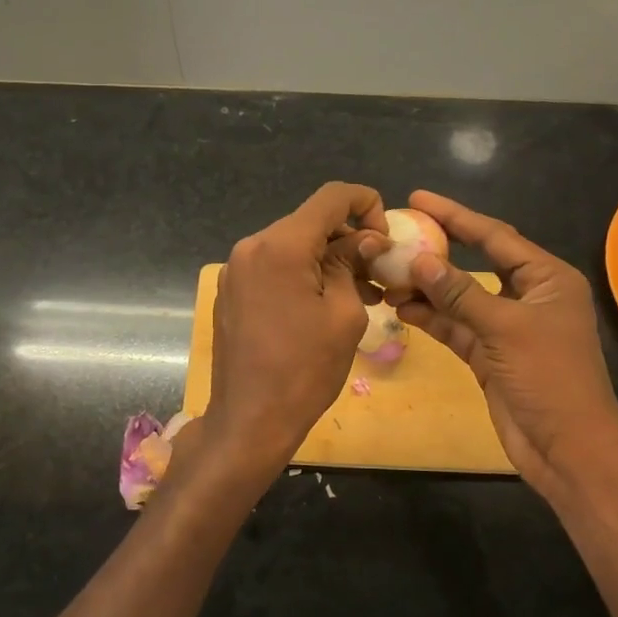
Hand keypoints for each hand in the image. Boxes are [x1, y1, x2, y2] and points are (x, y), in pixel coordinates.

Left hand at [207, 182, 388, 473]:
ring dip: (327, 260)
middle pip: (310, 223)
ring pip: (292, 247)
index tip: (386, 235)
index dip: (367, 203)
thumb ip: (353, 264)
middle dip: (349, 239)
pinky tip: (326, 304)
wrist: (250, 419)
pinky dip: (303, 275)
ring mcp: (236, 270)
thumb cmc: (305, 369)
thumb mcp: (344, 314)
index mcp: (280, 245)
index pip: (331, 197)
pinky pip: (274, 269)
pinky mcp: (232, 292)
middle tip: (379, 272)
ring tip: (362, 293)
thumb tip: (365, 239)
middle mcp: (252, 247)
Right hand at [389, 190, 617, 500]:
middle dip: (436, 252)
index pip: (494, 236)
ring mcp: (506, 327)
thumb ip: (460, 292)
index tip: (418, 198)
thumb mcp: (505, 328)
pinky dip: (431, 318)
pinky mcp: (489, 355)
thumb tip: (419, 259)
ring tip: (387, 276)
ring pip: (460, 297)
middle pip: (474, 263)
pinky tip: (400, 307)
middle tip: (396, 235)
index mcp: (546, 278)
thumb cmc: (549, 377)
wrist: (567, 447)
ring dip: (426, 289)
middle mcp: (527, 296)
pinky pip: (455, 326)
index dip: (456, 216)